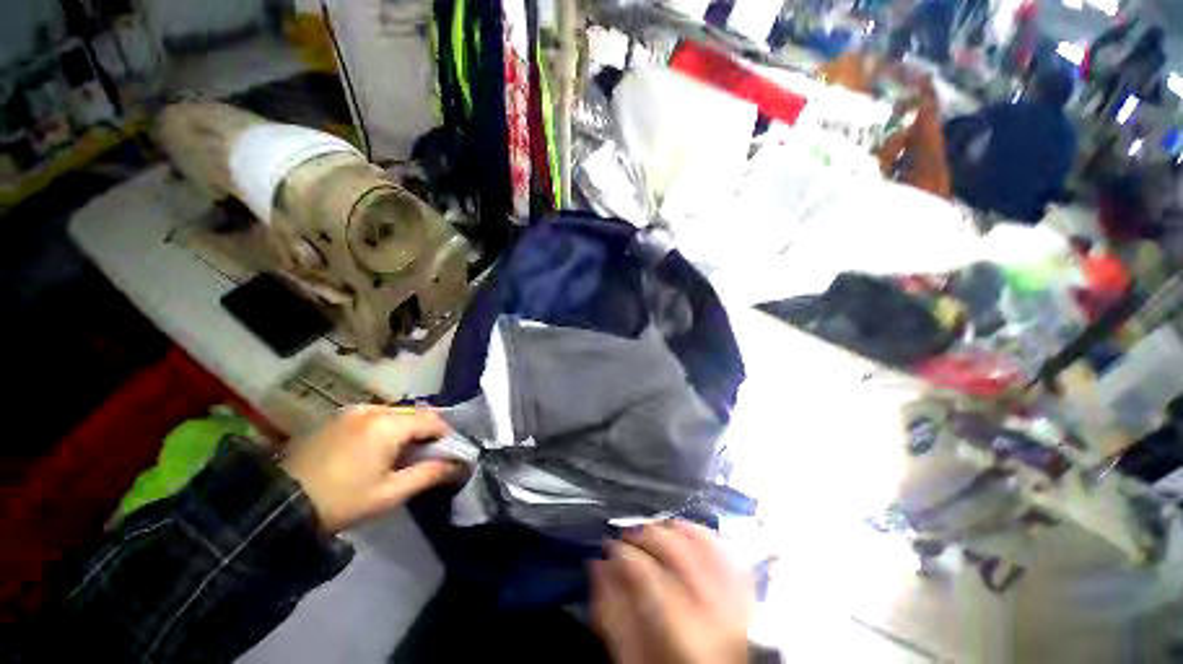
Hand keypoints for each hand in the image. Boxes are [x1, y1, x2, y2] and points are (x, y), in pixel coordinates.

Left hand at [281, 406, 462, 532]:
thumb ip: (429, 474)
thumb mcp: (389, 493)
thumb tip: (459, 465)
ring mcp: (351, 411)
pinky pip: (374, 416)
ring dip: (406, 428)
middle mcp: (372, 409)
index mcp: (388, 425)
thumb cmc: (341, 501)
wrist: (276, 506)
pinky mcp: (336, 417)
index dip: (446, 435)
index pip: (432, 421)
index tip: (449, 454)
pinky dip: (386, 427)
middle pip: (414, 413)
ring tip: (402, 454)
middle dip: (427, 431)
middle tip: (427, 456)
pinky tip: (378, 448)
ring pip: (395, 413)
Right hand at [591, 521, 753, 663]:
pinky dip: (699, 531)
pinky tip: (682, 528)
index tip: (608, 548)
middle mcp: (715, 611)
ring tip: (651, 530)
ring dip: (670, 528)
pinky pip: (724, 547)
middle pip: (674, 550)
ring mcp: (735, 597)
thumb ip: (610, 614)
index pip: (646, 573)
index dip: (621, 553)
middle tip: (625, 535)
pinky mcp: (744, 590)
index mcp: (684, 635)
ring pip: (699, 541)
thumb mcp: (632, 658)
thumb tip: (598, 564)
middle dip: (644, 534)